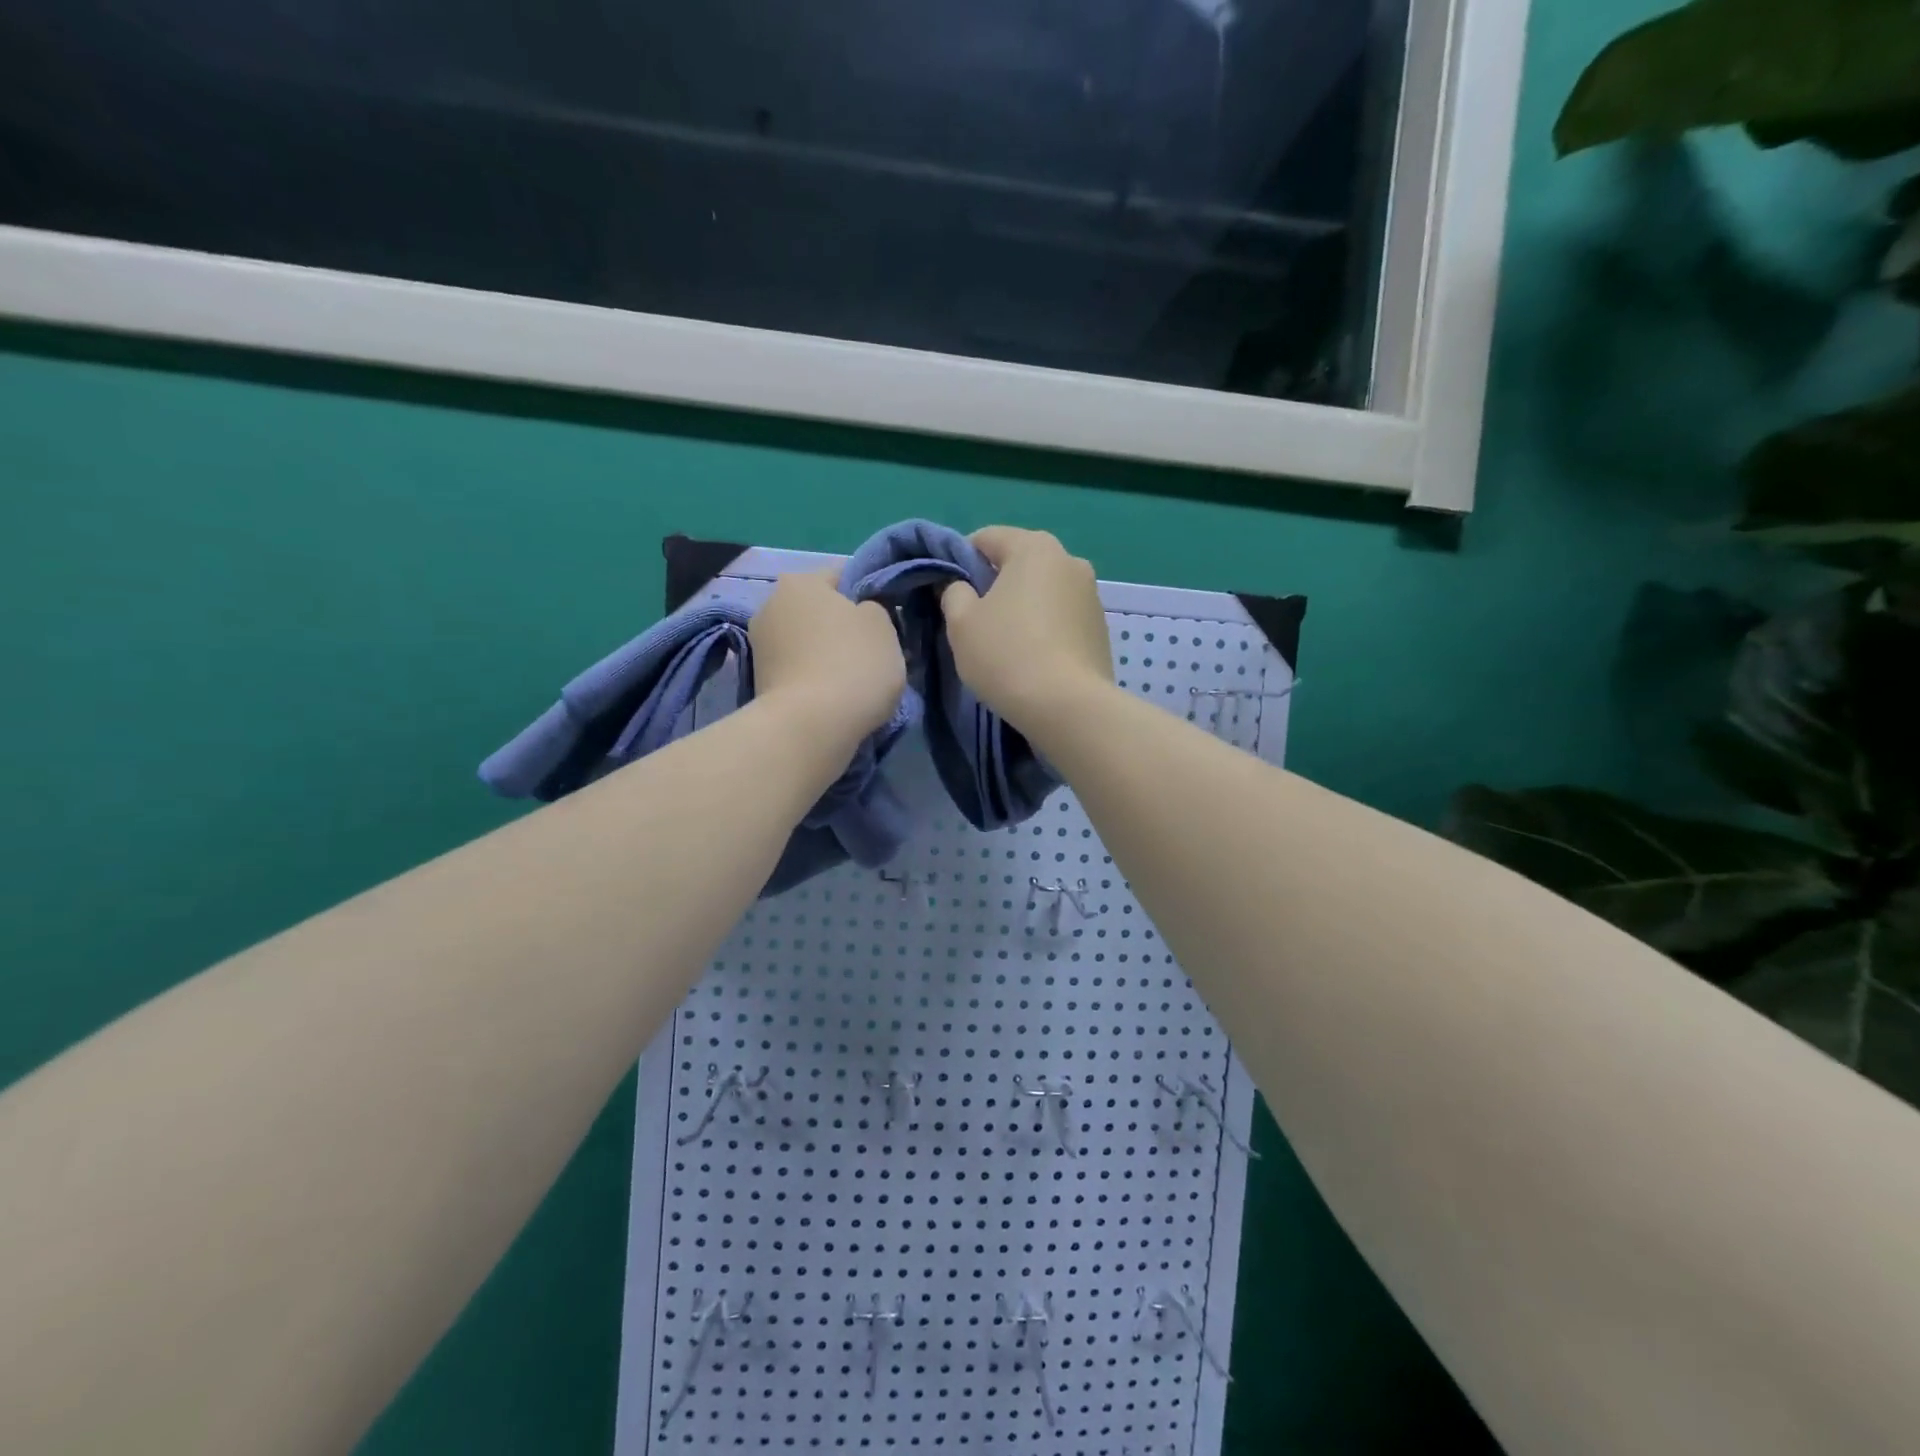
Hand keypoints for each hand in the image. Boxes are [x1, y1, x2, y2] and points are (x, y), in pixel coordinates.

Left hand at [750, 570, 905, 742]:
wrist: (809, 727)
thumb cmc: (852, 665)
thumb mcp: (883, 626)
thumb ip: (875, 608)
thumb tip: (862, 614)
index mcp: (800, 581)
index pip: (842, 576)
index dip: (869, 597)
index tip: (887, 624)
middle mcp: (771, 605)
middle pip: (820, 611)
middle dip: (843, 629)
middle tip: (874, 655)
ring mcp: (760, 646)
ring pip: (808, 643)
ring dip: (828, 656)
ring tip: (854, 682)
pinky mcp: (759, 681)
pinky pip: (798, 670)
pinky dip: (814, 679)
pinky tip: (834, 697)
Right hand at [939, 526, 1113, 732]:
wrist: (1068, 707)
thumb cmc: (1007, 655)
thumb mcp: (962, 623)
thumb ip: (953, 593)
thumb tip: (960, 586)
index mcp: (1034, 547)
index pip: (987, 538)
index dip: (961, 561)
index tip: (950, 593)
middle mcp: (1070, 560)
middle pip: (1020, 563)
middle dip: (995, 584)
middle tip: (976, 620)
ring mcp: (1091, 595)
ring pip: (1043, 591)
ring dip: (1023, 607)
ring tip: (1006, 644)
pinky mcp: (1101, 628)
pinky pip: (1062, 617)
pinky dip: (1045, 628)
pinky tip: (1033, 658)